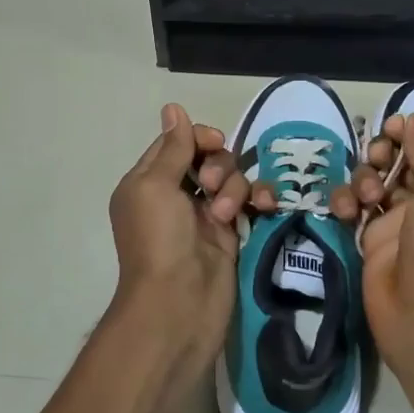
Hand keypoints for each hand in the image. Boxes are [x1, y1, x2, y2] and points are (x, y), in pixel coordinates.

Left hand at [106, 103, 248, 346]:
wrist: (179, 305)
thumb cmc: (158, 240)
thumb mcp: (155, 186)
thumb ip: (173, 148)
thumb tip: (173, 107)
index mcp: (149, 182)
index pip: (176, 143)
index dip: (197, 136)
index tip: (214, 141)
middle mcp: (176, 195)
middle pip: (208, 157)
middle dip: (218, 164)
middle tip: (211, 186)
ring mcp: (205, 215)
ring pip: (231, 178)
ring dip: (234, 187)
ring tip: (226, 213)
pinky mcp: (231, 234)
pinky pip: (249, 203)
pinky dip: (258, 200)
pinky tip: (265, 206)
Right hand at [350, 113, 413, 370]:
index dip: (412, 133)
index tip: (392, 125)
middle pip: (399, 160)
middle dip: (383, 152)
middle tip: (378, 157)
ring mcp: (397, 219)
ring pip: (372, 180)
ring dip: (365, 178)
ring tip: (369, 198)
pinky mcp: (369, 237)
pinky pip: (353, 207)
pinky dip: (346, 202)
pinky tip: (346, 212)